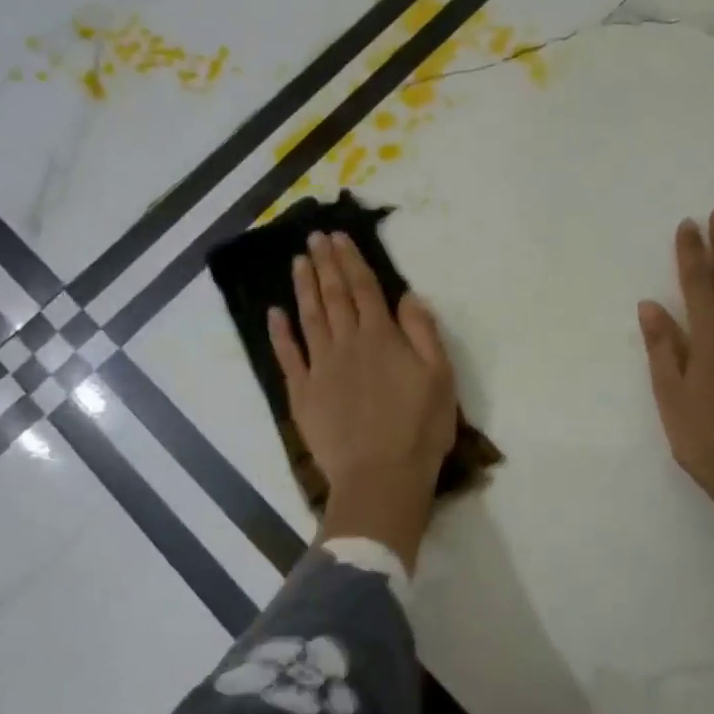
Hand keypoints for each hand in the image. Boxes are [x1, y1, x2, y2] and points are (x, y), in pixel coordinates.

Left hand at [270, 232, 456, 566]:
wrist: (381, 477)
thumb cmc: (419, 428)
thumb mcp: (440, 377)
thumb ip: (423, 332)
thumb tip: (407, 295)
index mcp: (381, 337)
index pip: (364, 289)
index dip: (351, 260)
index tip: (338, 237)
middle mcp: (347, 344)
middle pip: (334, 296)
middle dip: (324, 264)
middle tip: (313, 238)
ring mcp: (320, 368)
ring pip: (309, 318)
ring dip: (303, 288)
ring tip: (297, 262)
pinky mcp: (303, 394)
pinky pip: (288, 356)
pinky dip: (280, 333)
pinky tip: (274, 314)